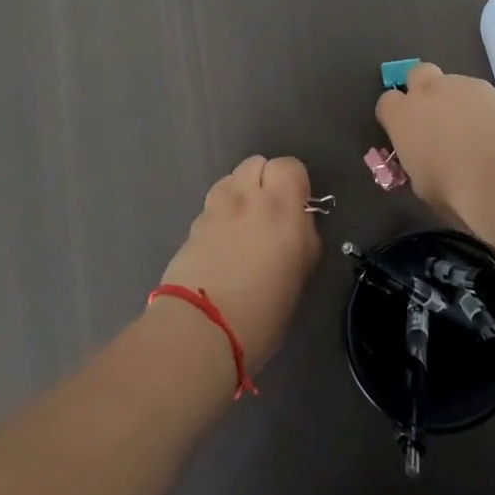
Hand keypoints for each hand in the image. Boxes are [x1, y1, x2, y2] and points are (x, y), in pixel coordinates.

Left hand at [156, 156, 322, 373]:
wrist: (200, 331)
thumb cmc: (263, 312)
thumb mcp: (300, 274)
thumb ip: (302, 237)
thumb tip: (298, 223)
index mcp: (282, 208)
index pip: (290, 166)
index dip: (294, 182)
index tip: (296, 206)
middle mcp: (248, 199)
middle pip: (256, 163)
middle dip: (264, 180)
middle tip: (269, 212)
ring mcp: (215, 210)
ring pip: (231, 179)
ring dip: (240, 193)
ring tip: (244, 224)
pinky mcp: (192, 226)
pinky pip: (212, 206)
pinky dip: (220, 215)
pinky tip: (222, 245)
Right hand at [374, 62, 494, 233]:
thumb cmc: (457, 192)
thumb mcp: (425, 189)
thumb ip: (420, 167)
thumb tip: (428, 166)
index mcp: (404, 116)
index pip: (386, 103)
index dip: (396, 117)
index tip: (406, 135)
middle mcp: (432, 92)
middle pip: (418, 74)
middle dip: (423, 91)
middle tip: (436, 120)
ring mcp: (469, 87)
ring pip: (457, 85)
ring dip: (460, 103)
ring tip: (477, 136)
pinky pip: (487, 98)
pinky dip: (489, 113)